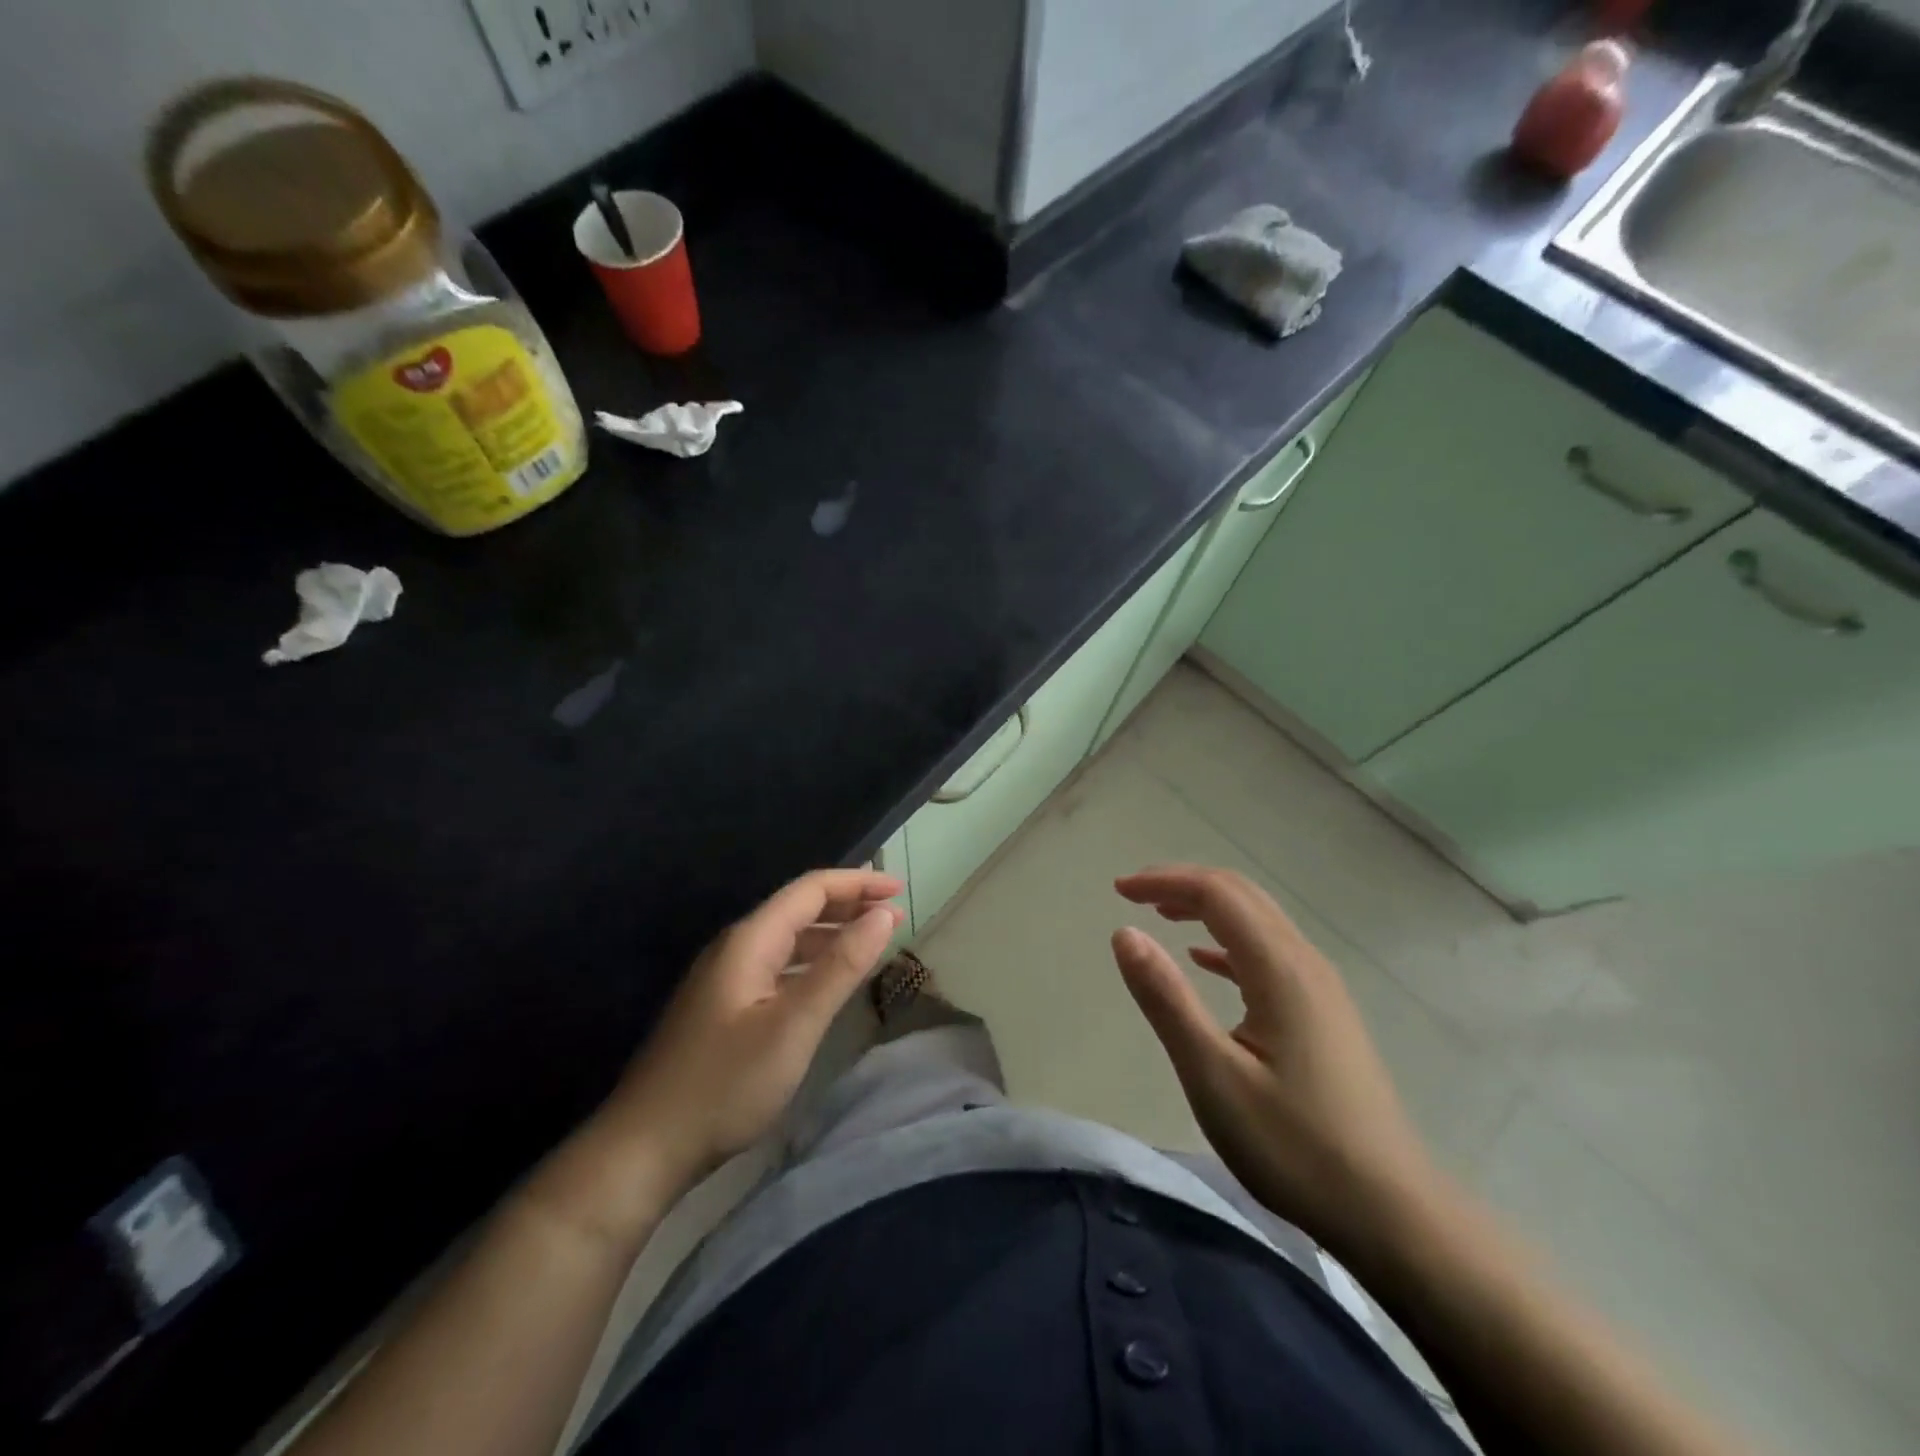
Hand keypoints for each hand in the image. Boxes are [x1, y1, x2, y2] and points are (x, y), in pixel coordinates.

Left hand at [603, 869, 903, 1189]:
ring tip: (872, 942)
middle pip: (799, 908)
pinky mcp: (723, 1007)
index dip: (858, 883)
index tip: (901, 889)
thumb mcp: (794, 1025)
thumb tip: (883, 915)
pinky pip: (778, 966)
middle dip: (849, 904)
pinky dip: (812, 963)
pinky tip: (829, 982)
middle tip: (895, 914)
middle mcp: (736, 948)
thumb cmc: (725, 1084)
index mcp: (750, 941)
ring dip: (832, 934)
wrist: (644, 1149)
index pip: (811, 889)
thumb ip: (841, 967)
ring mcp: (725, 978)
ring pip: (788, 939)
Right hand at [1111, 864, 1435, 1253]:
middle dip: (1184, 884)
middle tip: (1133, 894)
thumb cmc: (1294, 1146)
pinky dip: (1228, 942)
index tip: (1118, 890)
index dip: (1165, 880)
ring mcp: (1320, 988)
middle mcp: (1305, 962)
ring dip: (1207, 908)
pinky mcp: (1324, 1013)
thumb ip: (1167, 998)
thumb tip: (1125, 933)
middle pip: (1241, 895)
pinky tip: (1205, 962)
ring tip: (1161, 916)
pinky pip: (1269, 953)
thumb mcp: (1213, 1075)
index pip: (1217, 893)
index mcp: (1280, 968)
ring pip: (1258, 921)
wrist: (1393, 1213)